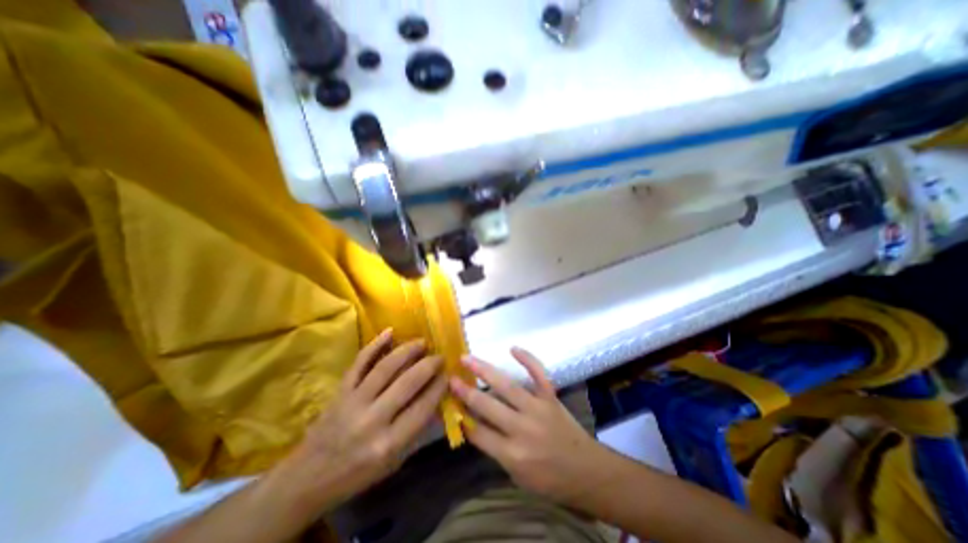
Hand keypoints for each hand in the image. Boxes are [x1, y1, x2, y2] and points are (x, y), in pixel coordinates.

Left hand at [279, 328, 445, 510]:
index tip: (448, 374)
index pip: (423, 407)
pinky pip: (359, 363)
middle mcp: (372, 419)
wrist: (308, 478)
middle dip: (428, 365)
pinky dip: (374, 345)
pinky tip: (389, 332)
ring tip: (422, 342)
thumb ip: (417, 431)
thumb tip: (438, 401)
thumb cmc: (357, 474)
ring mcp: (353, 401)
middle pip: (407, 383)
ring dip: (407, 350)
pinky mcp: (340, 391)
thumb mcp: (393, 462)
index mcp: (388, 443)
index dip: (439, 387)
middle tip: (440, 356)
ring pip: (385, 368)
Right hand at [447, 348, 609, 505]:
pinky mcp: (551, 397)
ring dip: (485, 370)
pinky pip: (539, 374)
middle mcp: (522, 429)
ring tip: (468, 359)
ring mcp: (538, 409)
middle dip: (466, 391)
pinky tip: (513, 348)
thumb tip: (473, 424)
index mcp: (512, 454)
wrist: (587, 472)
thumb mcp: (517, 475)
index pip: (478, 432)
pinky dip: (528, 359)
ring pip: (507, 386)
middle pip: (488, 406)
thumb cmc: (550, 479)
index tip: (448, 402)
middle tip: (450, 377)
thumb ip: (495, 449)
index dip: (461, 416)